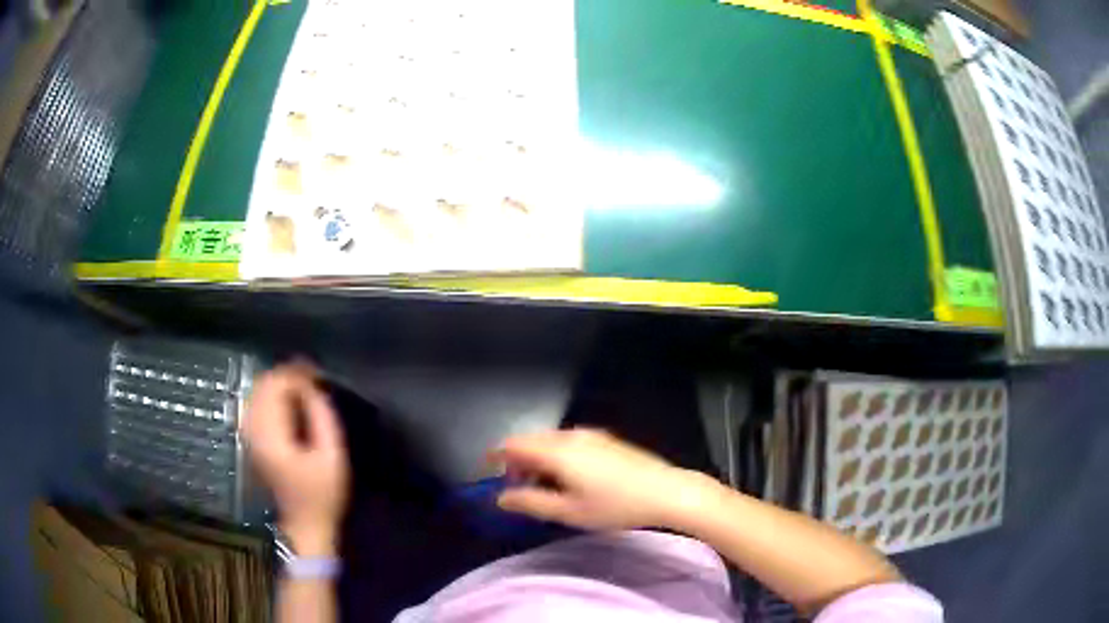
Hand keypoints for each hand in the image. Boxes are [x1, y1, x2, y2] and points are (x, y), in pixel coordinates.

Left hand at [243, 363, 347, 554]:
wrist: (304, 523)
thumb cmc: (323, 493)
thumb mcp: (333, 455)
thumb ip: (321, 416)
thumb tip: (312, 386)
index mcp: (272, 434)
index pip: (276, 386)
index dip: (296, 374)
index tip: (317, 372)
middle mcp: (253, 430)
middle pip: (262, 385)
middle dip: (286, 374)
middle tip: (311, 376)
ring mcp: (248, 435)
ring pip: (256, 392)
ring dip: (277, 383)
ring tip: (302, 386)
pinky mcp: (250, 440)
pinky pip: (254, 404)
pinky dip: (270, 396)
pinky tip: (287, 401)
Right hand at [491, 429, 710, 530]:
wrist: (667, 491)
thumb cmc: (615, 505)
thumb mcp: (568, 512)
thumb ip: (529, 503)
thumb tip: (502, 497)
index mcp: (557, 450)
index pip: (513, 444)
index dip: (496, 457)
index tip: (489, 475)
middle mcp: (571, 435)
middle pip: (530, 441)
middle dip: (517, 462)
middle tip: (520, 490)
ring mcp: (591, 435)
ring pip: (550, 442)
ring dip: (538, 461)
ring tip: (546, 490)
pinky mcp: (606, 440)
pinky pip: (568, 443)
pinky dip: (556, 457)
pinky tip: (570, 480)